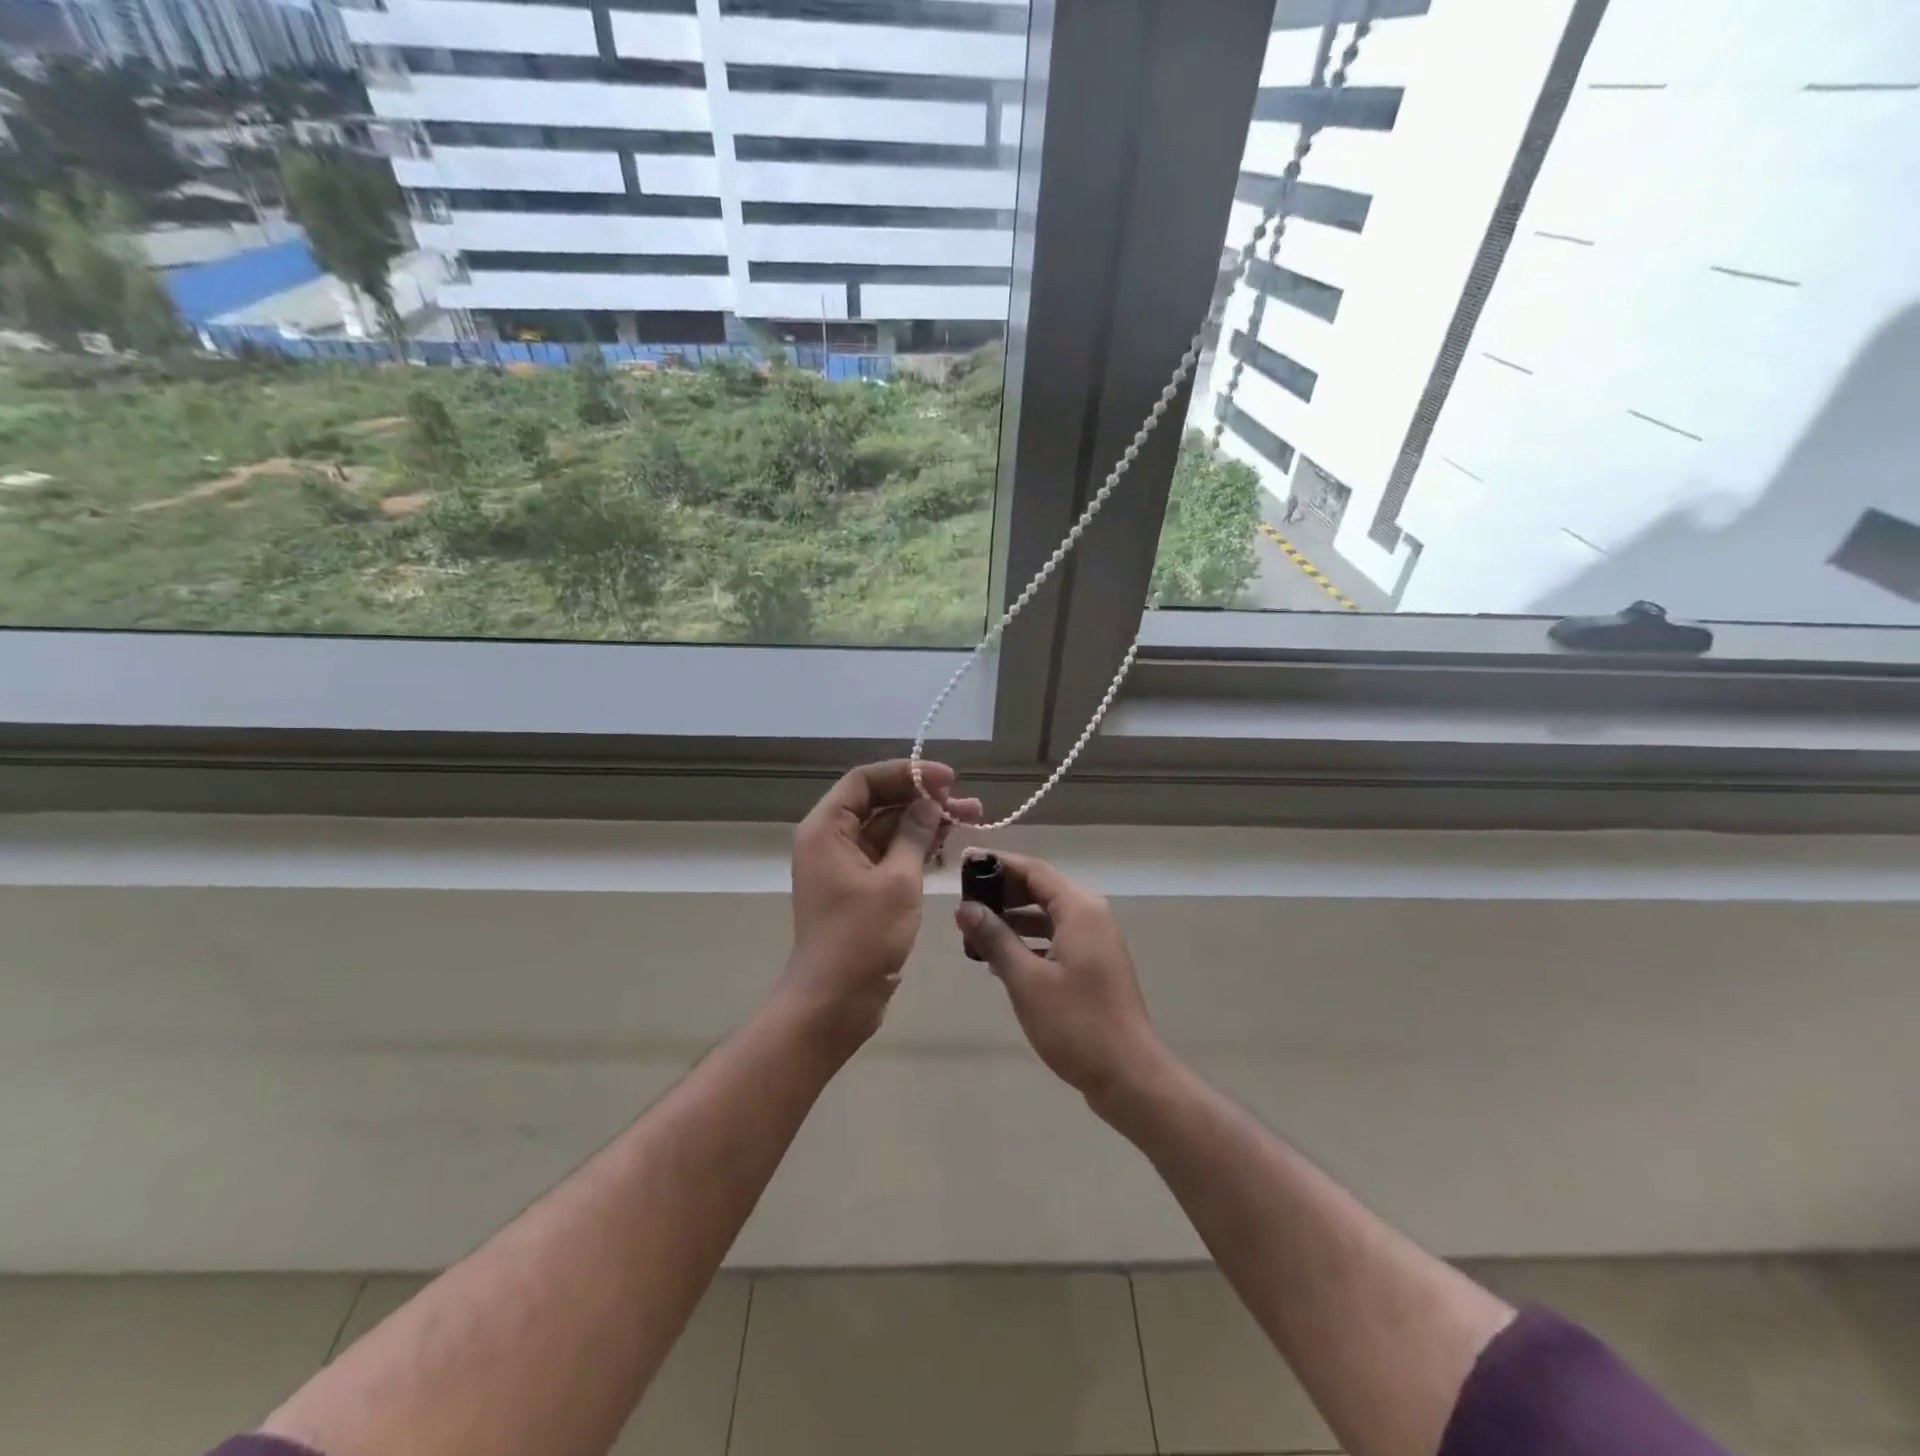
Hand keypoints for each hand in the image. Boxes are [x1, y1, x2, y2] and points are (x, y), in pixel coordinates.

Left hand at [780, 759, 980, 1057]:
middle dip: (923, 798)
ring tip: (971, 817)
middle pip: (879, 803)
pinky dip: (916, 847)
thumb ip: (914, 834)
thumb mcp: (897, 881)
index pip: (865, 781)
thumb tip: (930, 801)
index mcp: (826, 829)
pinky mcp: (859, 888)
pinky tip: (948, 843)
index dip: (907, 773)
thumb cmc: (861, 938)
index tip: (947, 778)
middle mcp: (831, 840)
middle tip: (967, 801)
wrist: (834, 1002)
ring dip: (925, 822)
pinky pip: (889, 855)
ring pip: (888, 829)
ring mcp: (845, 865)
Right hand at [954, 849, 1160, 1099]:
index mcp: (1080, 909)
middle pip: (1042, 889)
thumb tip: (965, 907)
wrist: (1128, 1074)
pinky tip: (1001, 958)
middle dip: (1003, 892)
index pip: (1034, 870)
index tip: (965, 863)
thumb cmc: (1075, 1023)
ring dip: (1014, 918)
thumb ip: (995, 938)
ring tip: (975, 929)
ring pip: (1049, 914)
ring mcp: (1096, 941)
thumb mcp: (1026, 979)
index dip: (998, 864)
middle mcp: (1092, 916)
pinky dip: (1030, 939)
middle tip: (965, 900)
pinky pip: (1057, 936)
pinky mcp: (1095, 964)